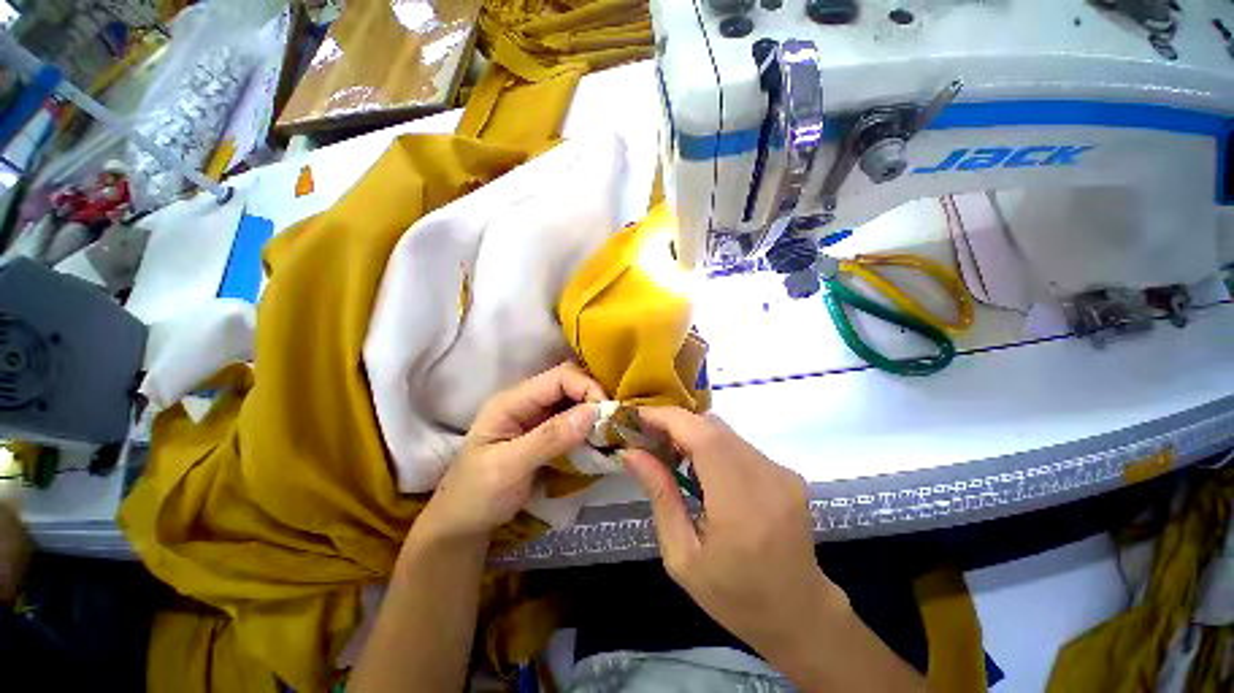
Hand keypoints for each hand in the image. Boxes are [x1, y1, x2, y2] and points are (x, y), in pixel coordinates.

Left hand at [417, 362, 604, 542]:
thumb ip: (550, 438)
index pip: (558, 377)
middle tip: (611, 424)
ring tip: (608, 433)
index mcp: (512, 402)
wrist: (462, 524)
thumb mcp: (509, 467)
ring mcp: (536, 418)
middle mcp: (526, 402)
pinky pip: (572, 421)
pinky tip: (597, 440)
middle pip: (568, 384)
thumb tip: (593, 413)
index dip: (586, 387)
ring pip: (573, 401)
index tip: (607, 413)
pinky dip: (588, 427)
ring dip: (592, 413)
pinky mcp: (544, 434)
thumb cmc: (477, 495)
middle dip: (592, 398)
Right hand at [620, 408, 844, 664]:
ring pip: (725, 432)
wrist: (800, 614)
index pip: (703, 437)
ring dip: (693, 435)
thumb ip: (660, 497)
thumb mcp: (682, 556)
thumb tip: (631, 454)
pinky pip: (739, 444)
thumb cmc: (734, 597)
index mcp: (741, 506)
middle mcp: (767, 479)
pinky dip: (713, 446)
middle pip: (713, 426)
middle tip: (649, 438)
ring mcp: (782, 472)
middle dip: (676, 424)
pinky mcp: (787, 472)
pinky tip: (704, 472)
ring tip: (672, 456)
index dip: (668, 418)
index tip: (638, 417)